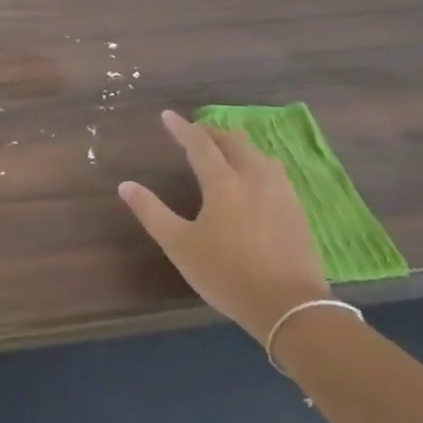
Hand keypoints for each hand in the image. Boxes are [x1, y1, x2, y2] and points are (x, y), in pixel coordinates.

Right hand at [119, 111, 330, 344]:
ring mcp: (281, 193)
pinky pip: (275, 172)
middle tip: (195, 132)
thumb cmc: (227, 273)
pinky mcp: (297, 210)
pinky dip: (257, 164)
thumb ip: (152, 212)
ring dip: (238, 146)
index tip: (167, 116)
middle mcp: (254, 178)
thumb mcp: (180, 245)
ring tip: (225, 150)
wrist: (290, 306)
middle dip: (212, 132)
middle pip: (233, 142)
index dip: (182, 128)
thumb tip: (125, 185)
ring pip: (258, 155)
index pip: (200, 144)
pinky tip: (256, 179)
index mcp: (223, 182)